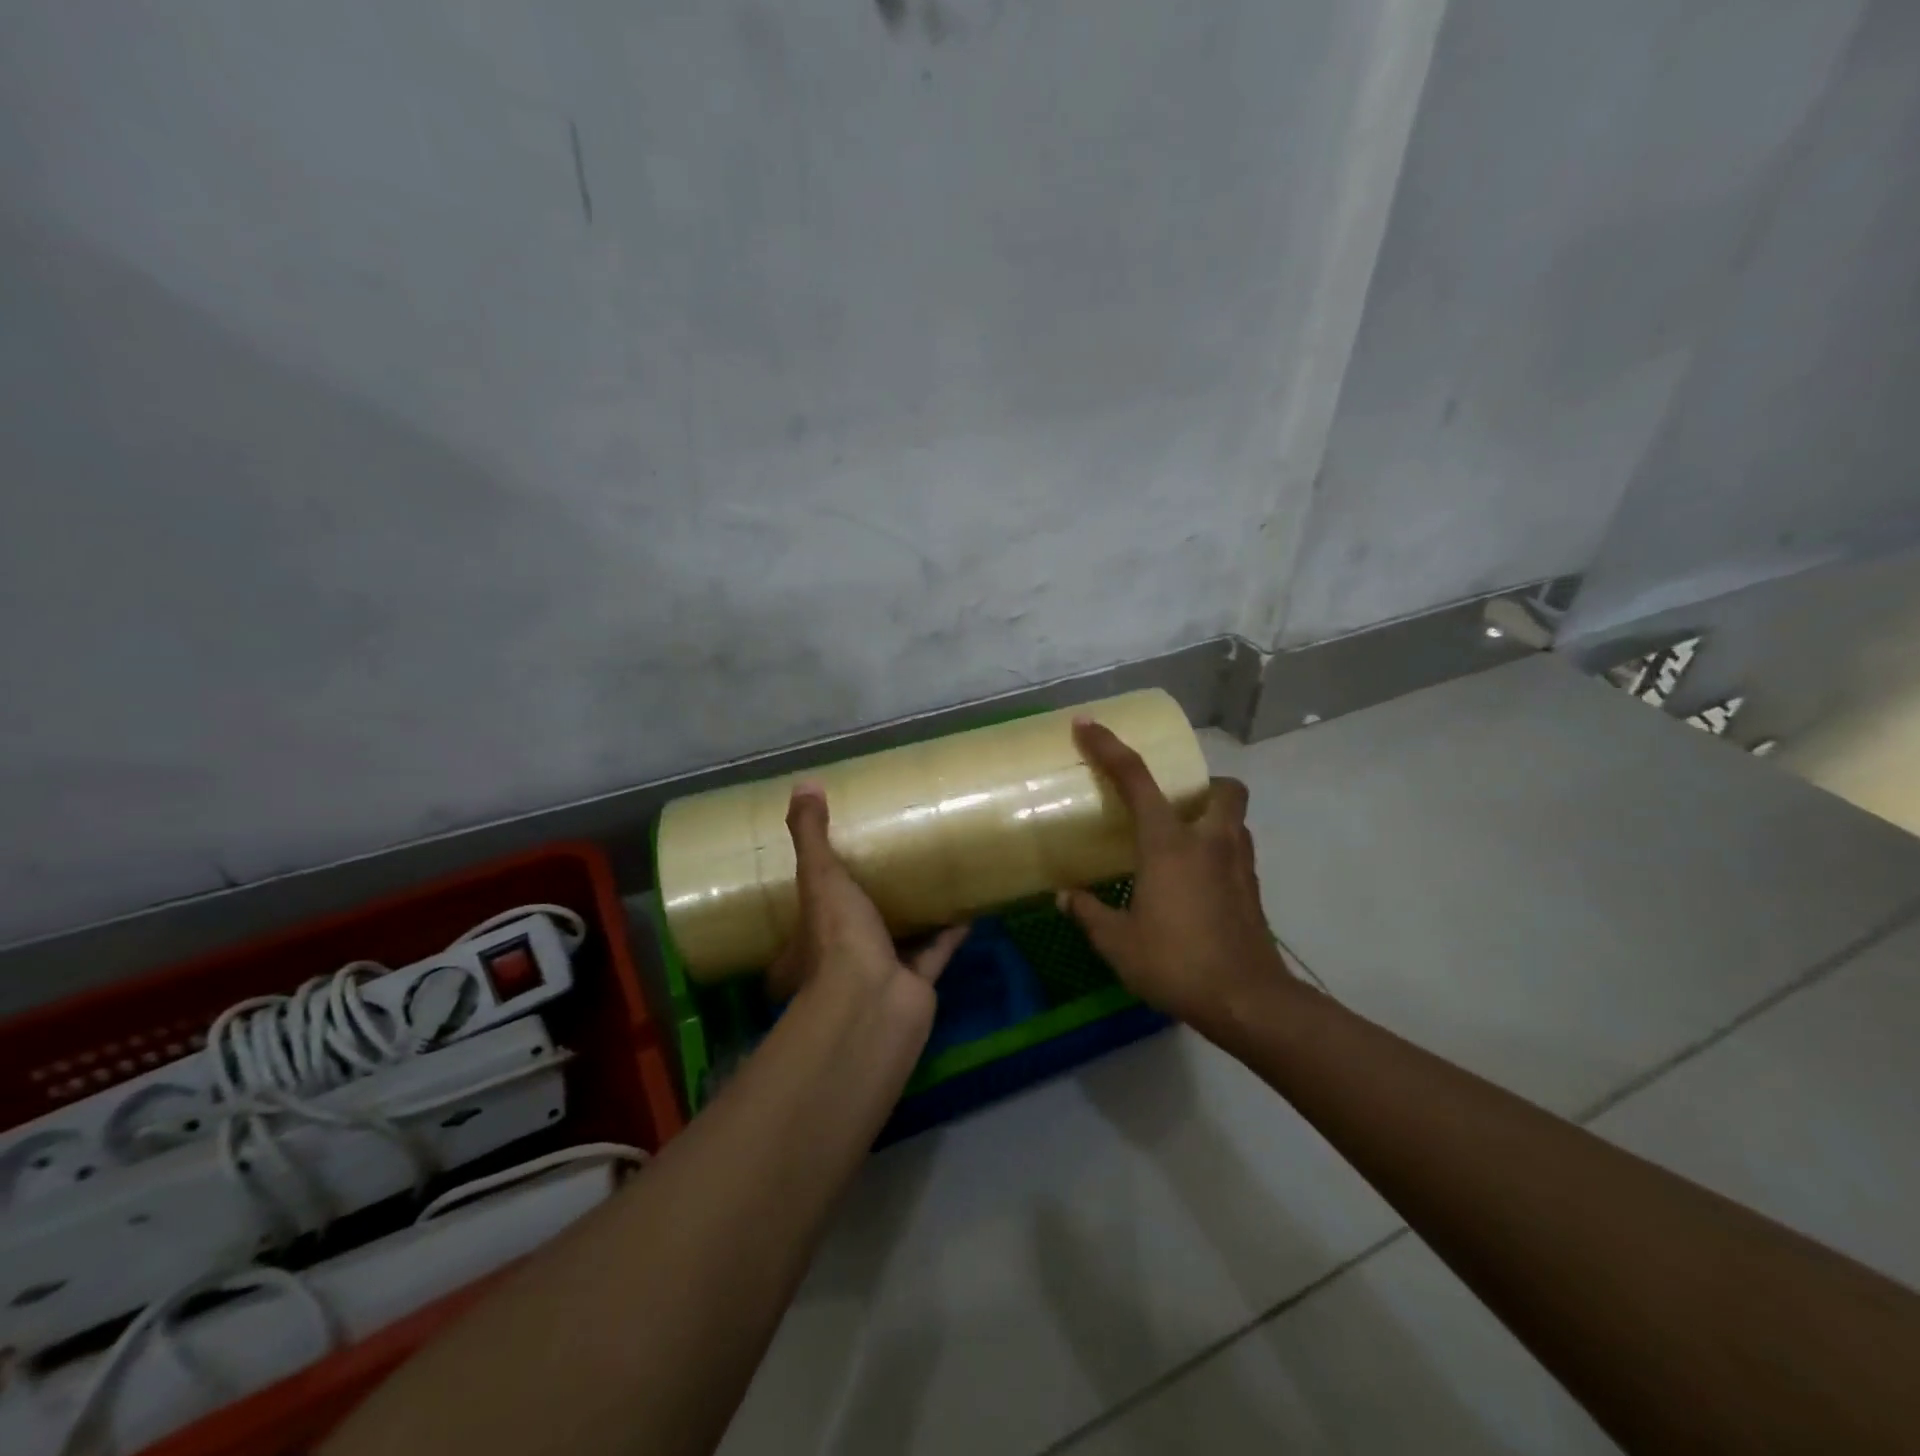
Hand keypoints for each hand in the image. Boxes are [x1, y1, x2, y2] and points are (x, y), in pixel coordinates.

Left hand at [766, 782, 969, 1032]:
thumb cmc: (838, 939)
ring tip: (931, 874)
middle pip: (855, 925)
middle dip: (871, 898)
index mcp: (808, 941)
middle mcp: (841, 960)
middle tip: (891, 858)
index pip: (806, 914)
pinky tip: (968, 903)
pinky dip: (950, 930)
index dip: (817, 890)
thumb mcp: (819, 877)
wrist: (875, 1002)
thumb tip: (804, 783)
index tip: (837, 857)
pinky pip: (936, 951)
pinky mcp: (917, 983)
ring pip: (898, 938)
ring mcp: (880, 973)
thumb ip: (811, 834)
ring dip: (914, 912)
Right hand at [1058, 719, 1294, 1038]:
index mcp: (1169, 844)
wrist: (1248, 1001)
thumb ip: (1090, 914)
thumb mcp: (1119, 943)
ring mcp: (1239, 864)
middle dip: (1200, 783)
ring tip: (1181, 842)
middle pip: (1222, 787)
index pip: (1136, 780)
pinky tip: (1196, 881)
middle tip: (1170, 804)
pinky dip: (1219, 851)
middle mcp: (1209, 841)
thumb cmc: (1177, 963)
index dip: (1109, 747)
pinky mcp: (1253, 889)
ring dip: (1213, 816)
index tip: (1087, 725)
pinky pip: (1237, 850)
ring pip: (1235, 818)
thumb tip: (1065, 897)